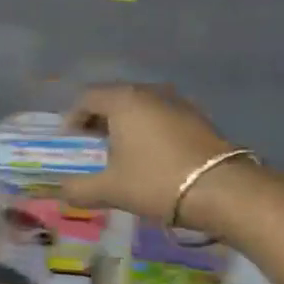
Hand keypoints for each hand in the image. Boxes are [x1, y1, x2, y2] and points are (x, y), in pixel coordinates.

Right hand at [59, 83, 244, 227]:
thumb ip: (80, 189)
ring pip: (142, 108)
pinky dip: (150, 131)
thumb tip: (61, 191)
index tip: (70, 141)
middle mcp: (151, 92)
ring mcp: (179, 103)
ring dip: (127, 126)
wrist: (222, 190)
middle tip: (92, 146)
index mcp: (124, 100)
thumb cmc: (156, 181)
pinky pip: (164, 118)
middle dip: (100, 120)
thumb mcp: (111, 189)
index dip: (73, 118)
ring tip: (122, 153)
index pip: (88, 98)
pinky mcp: (200, 119)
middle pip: (116, 99)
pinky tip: (152, 157)